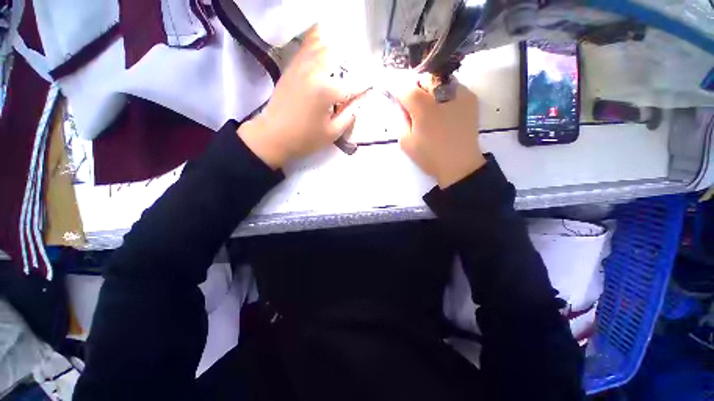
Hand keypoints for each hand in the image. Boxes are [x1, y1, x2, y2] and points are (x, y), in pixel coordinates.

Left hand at [238, 26, 358, 168]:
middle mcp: (315, 70)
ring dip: (335, 54)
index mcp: (327, 90)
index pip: (353, 84)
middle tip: (352, 81)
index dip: (365, 87)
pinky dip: (318, 48)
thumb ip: (350, 115)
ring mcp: (301, 65)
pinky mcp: (291, 67)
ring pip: (322, 45)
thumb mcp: (332, 133)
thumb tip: (360, 101)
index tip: (371, 88)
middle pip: (339, 56)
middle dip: (350, 67)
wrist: (273, 136)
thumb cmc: (305, 139)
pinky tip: (323, 60)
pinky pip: (308, 48)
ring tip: (339, 69)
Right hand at [392, 77, 485, 188]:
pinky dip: (444, 93)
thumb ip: (400, 119)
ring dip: (430, 89)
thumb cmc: (429, 156)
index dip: (397, 90)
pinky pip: (452, 86)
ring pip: (439, 79)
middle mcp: (442, 94)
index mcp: (423, 108)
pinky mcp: (471, 97)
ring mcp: (459, 93)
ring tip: (430, 107)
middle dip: (415, 87)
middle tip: (413, 104)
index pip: (405, 87)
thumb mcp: (406, 142)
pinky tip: (445, 109)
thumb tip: (400, 104)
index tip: (394, 95)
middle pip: (423, 77)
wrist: (460, 164)